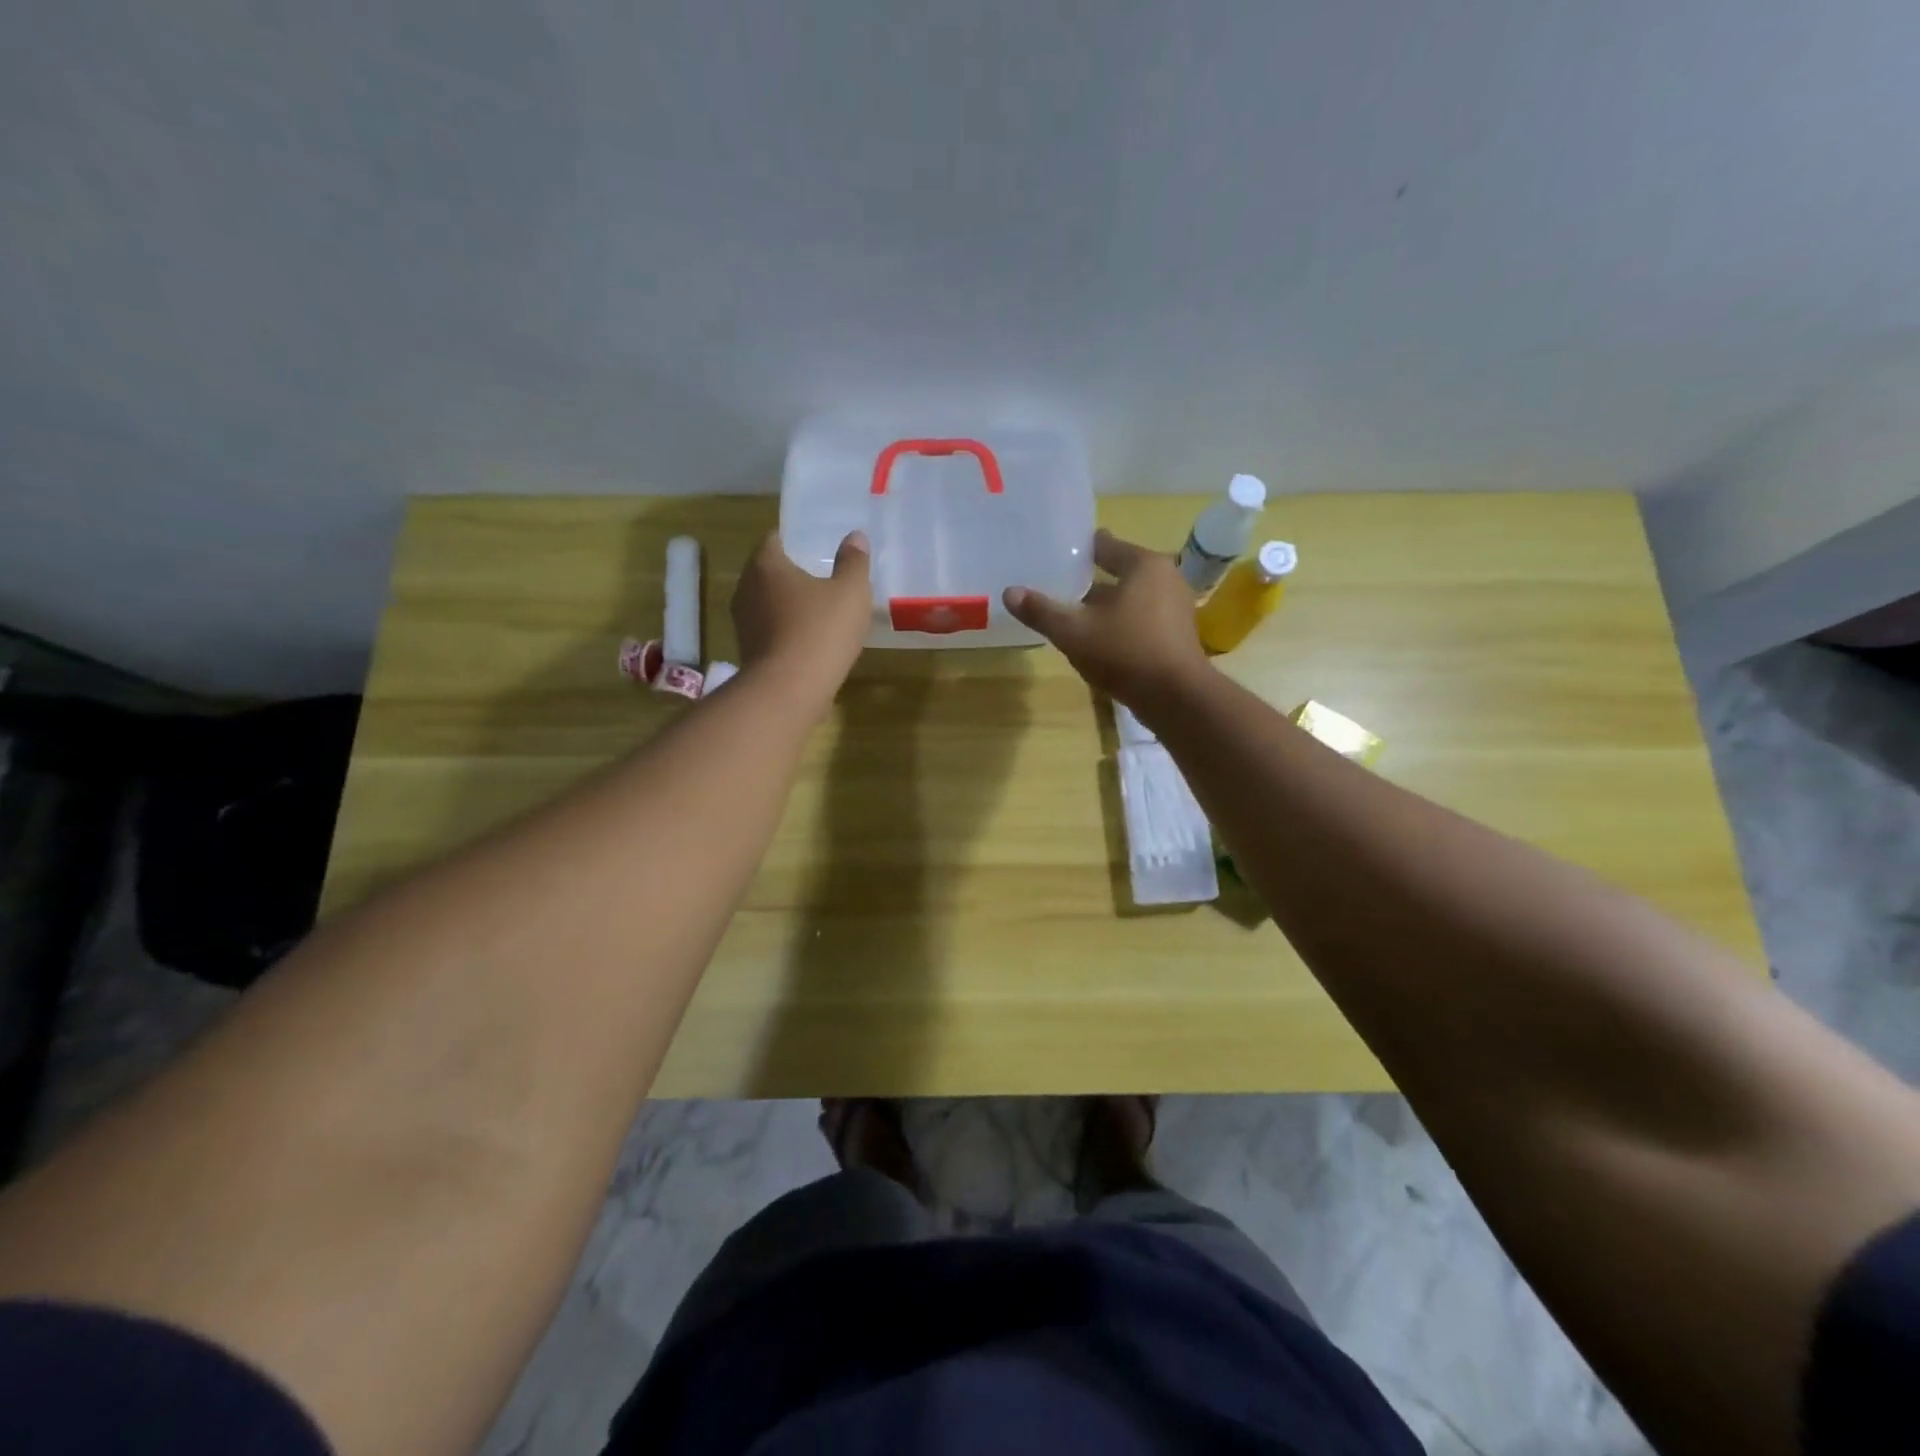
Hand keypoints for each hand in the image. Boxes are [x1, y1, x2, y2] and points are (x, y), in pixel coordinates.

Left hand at [731, 529, 870, 698]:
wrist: (789, 690)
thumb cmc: (820, 630)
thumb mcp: (851, 592)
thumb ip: (854, 562)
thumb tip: (855, 537)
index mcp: (766, 565)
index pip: (775, 539)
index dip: (795, 541)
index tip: (816, 547)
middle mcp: (746, 589)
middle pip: (769, 572)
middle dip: (792, 574)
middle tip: (823, 578)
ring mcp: (743, 623)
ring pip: (768, 604)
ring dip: (789, 606)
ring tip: (819, 612)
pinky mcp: (748, 653)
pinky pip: (770, 632)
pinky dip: (787, 632)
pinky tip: (810, 642)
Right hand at [1003, 529, 1208, 706]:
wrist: (1176, 698)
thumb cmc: (1125, 652)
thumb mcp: (1074, 632)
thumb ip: (1041, 611)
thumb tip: (1009, 592)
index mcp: (1143, 564)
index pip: (1104, 545)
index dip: (1076, 550)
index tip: (1053, 555)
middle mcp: (1165, 577)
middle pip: (1117, 572)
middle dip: (1088, 582)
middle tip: (1056, 588)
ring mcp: (1176, 606)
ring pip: (1129, 598)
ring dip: (1104, 606)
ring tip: (1073, 616)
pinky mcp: (1177, 633)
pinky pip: (1141, 618)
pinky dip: (1120, 623)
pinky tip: (1099, 640)